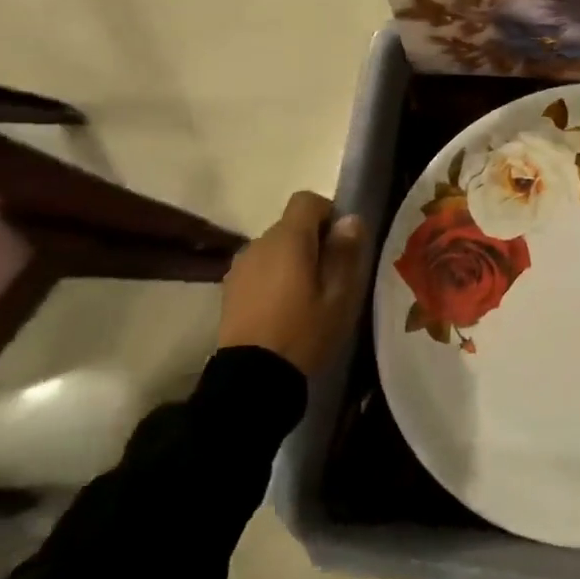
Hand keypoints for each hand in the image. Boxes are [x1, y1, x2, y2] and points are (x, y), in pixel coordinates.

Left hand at [217, 191, 364, 373]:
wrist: (253, 377)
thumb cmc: (305, 331)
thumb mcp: (340, 294)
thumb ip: (345, 252)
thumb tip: (350, 219)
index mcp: (288, 240)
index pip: (307, 201)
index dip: (329, 213)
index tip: (342, 242)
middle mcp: (259, 244)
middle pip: (290, 225)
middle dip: (314, 240)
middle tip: (332, 276)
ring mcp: (240, 266)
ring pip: (275, 248)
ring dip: (293, 260)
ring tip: (308, 295)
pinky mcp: (229, 289)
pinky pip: (260, 268)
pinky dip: (275, 277)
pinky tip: (284, 308)